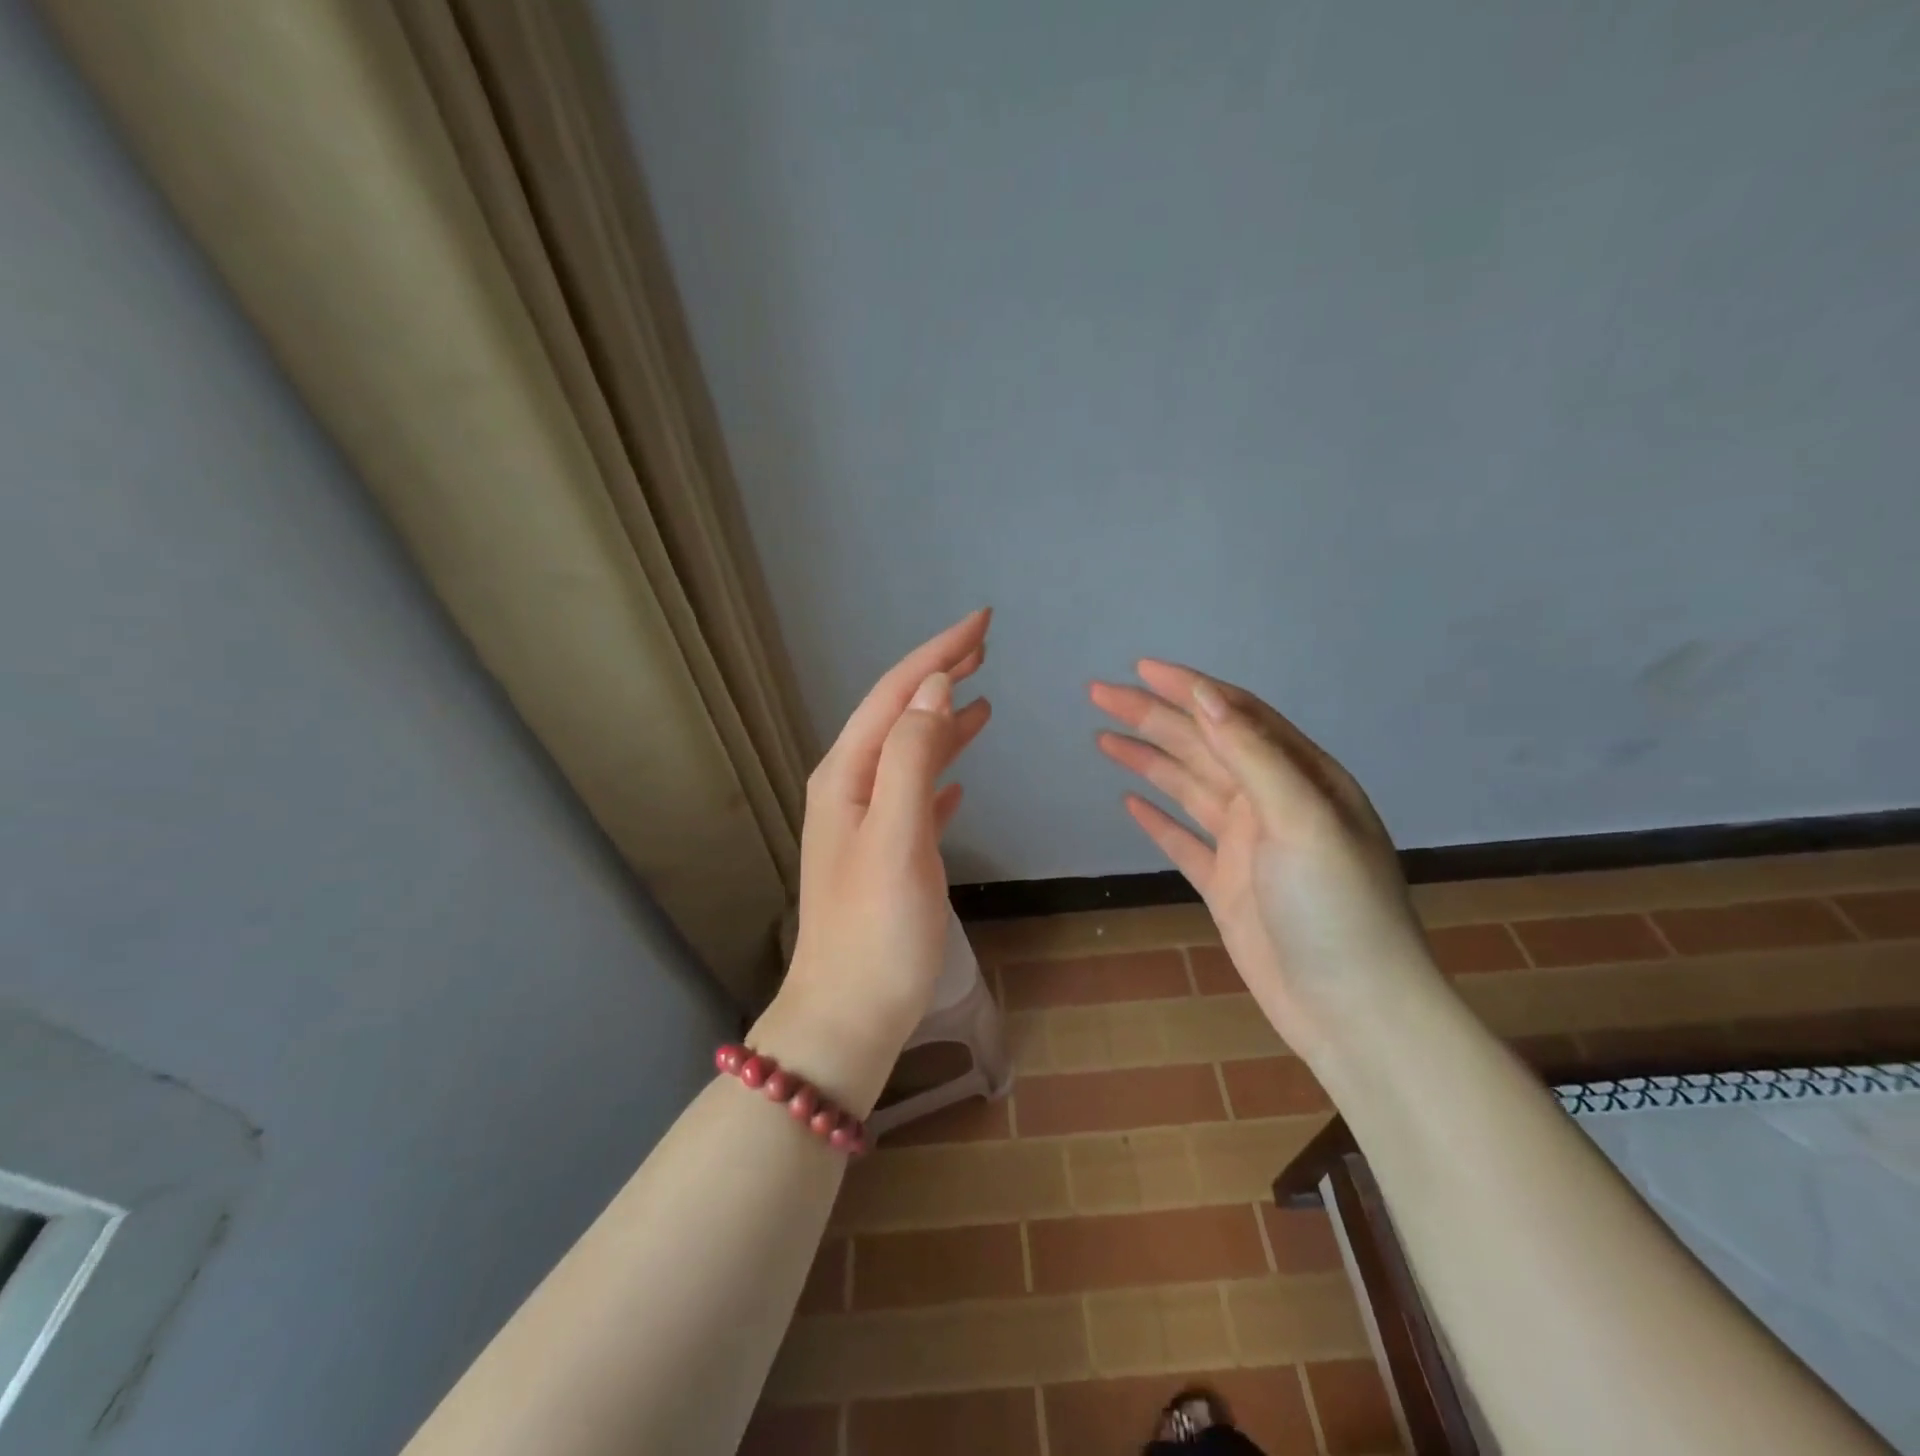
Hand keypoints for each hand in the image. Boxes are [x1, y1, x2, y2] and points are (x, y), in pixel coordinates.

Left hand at [753, 610, 992, 1113]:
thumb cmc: (877, 930)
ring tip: (983, 697)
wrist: (848, 1016)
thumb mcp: (898, 836)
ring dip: (944, 720)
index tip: (982, 622)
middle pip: (899, 714)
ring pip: (909, 752)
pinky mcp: (886, 854)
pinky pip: (916, 794)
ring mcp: (865, 822)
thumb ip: (913, 758)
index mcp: (846, 775)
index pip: (895, 693)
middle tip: (986, 645)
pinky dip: (940, 773)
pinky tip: (961, 777)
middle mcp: (850, 788)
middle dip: (940, 674)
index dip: (937, 653)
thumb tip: (934, 689)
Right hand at [1091, 660, 1435, 1058]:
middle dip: (1153, 717)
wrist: (1352, 1009)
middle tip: (1099, 695)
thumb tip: (1206, 696)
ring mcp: (1248, 846)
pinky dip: (1158, 820)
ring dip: (1148, 760)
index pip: (1236, 716)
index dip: (1188, 690)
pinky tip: (1130, 804)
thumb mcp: (1301, 819)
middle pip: (1203, 747)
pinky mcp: (1227, 886)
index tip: (1139, 669)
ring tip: (1104, 738)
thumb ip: (1253, 755)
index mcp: (1301, 777)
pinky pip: (1184, 841)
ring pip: (1188, 788)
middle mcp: (1272, 803)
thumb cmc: (1336, 907)